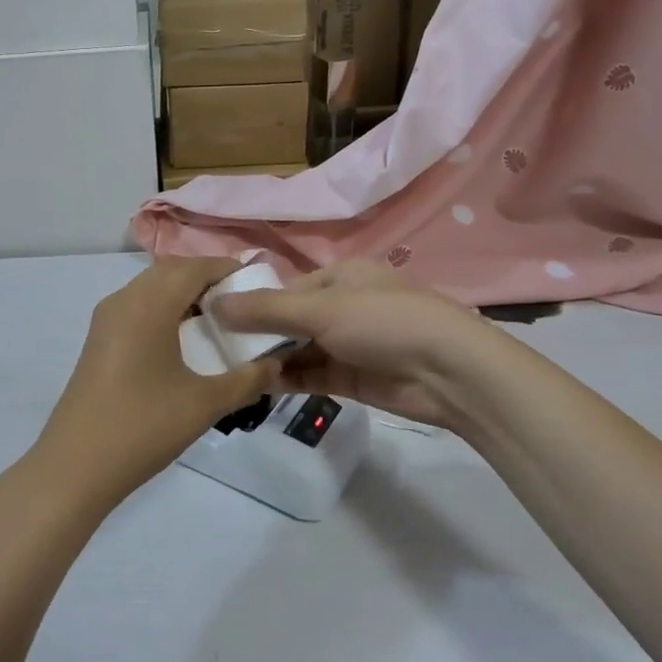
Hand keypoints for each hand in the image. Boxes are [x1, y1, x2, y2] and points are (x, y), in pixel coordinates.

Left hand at [26, 259, 277, 515]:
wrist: (75, 466)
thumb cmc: (143, 427)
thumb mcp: (204, 404)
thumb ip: (247, 380)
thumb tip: (276, 363)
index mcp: (148, 305)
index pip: (194, 267)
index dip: (226, 269)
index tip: (257, 283)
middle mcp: (124, 300)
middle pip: (171, 271)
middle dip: (207, 278)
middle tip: (242, 302)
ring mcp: (107, 319)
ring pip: (151, 287)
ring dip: (183, 293)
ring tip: (218, 320)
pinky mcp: (99, 338)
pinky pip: (137, 306)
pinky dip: (164, 308)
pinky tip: (184, 340)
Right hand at [213, 261, 486, 430]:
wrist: (449, 372)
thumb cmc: (383, 321)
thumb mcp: (320, 308)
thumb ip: (266, 310)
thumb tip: (214, 303)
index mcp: (338, 276)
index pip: (283, 288)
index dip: (250, 303)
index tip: (213, 319)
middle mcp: (341, 306)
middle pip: (288, 319)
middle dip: (256, 334)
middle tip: (212, 350)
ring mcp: (347, 343)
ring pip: (297, 349)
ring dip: (269, 358)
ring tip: (227, 370)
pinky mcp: (352, 377)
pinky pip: (310, 375)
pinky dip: (286, 379)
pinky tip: (256, 385)